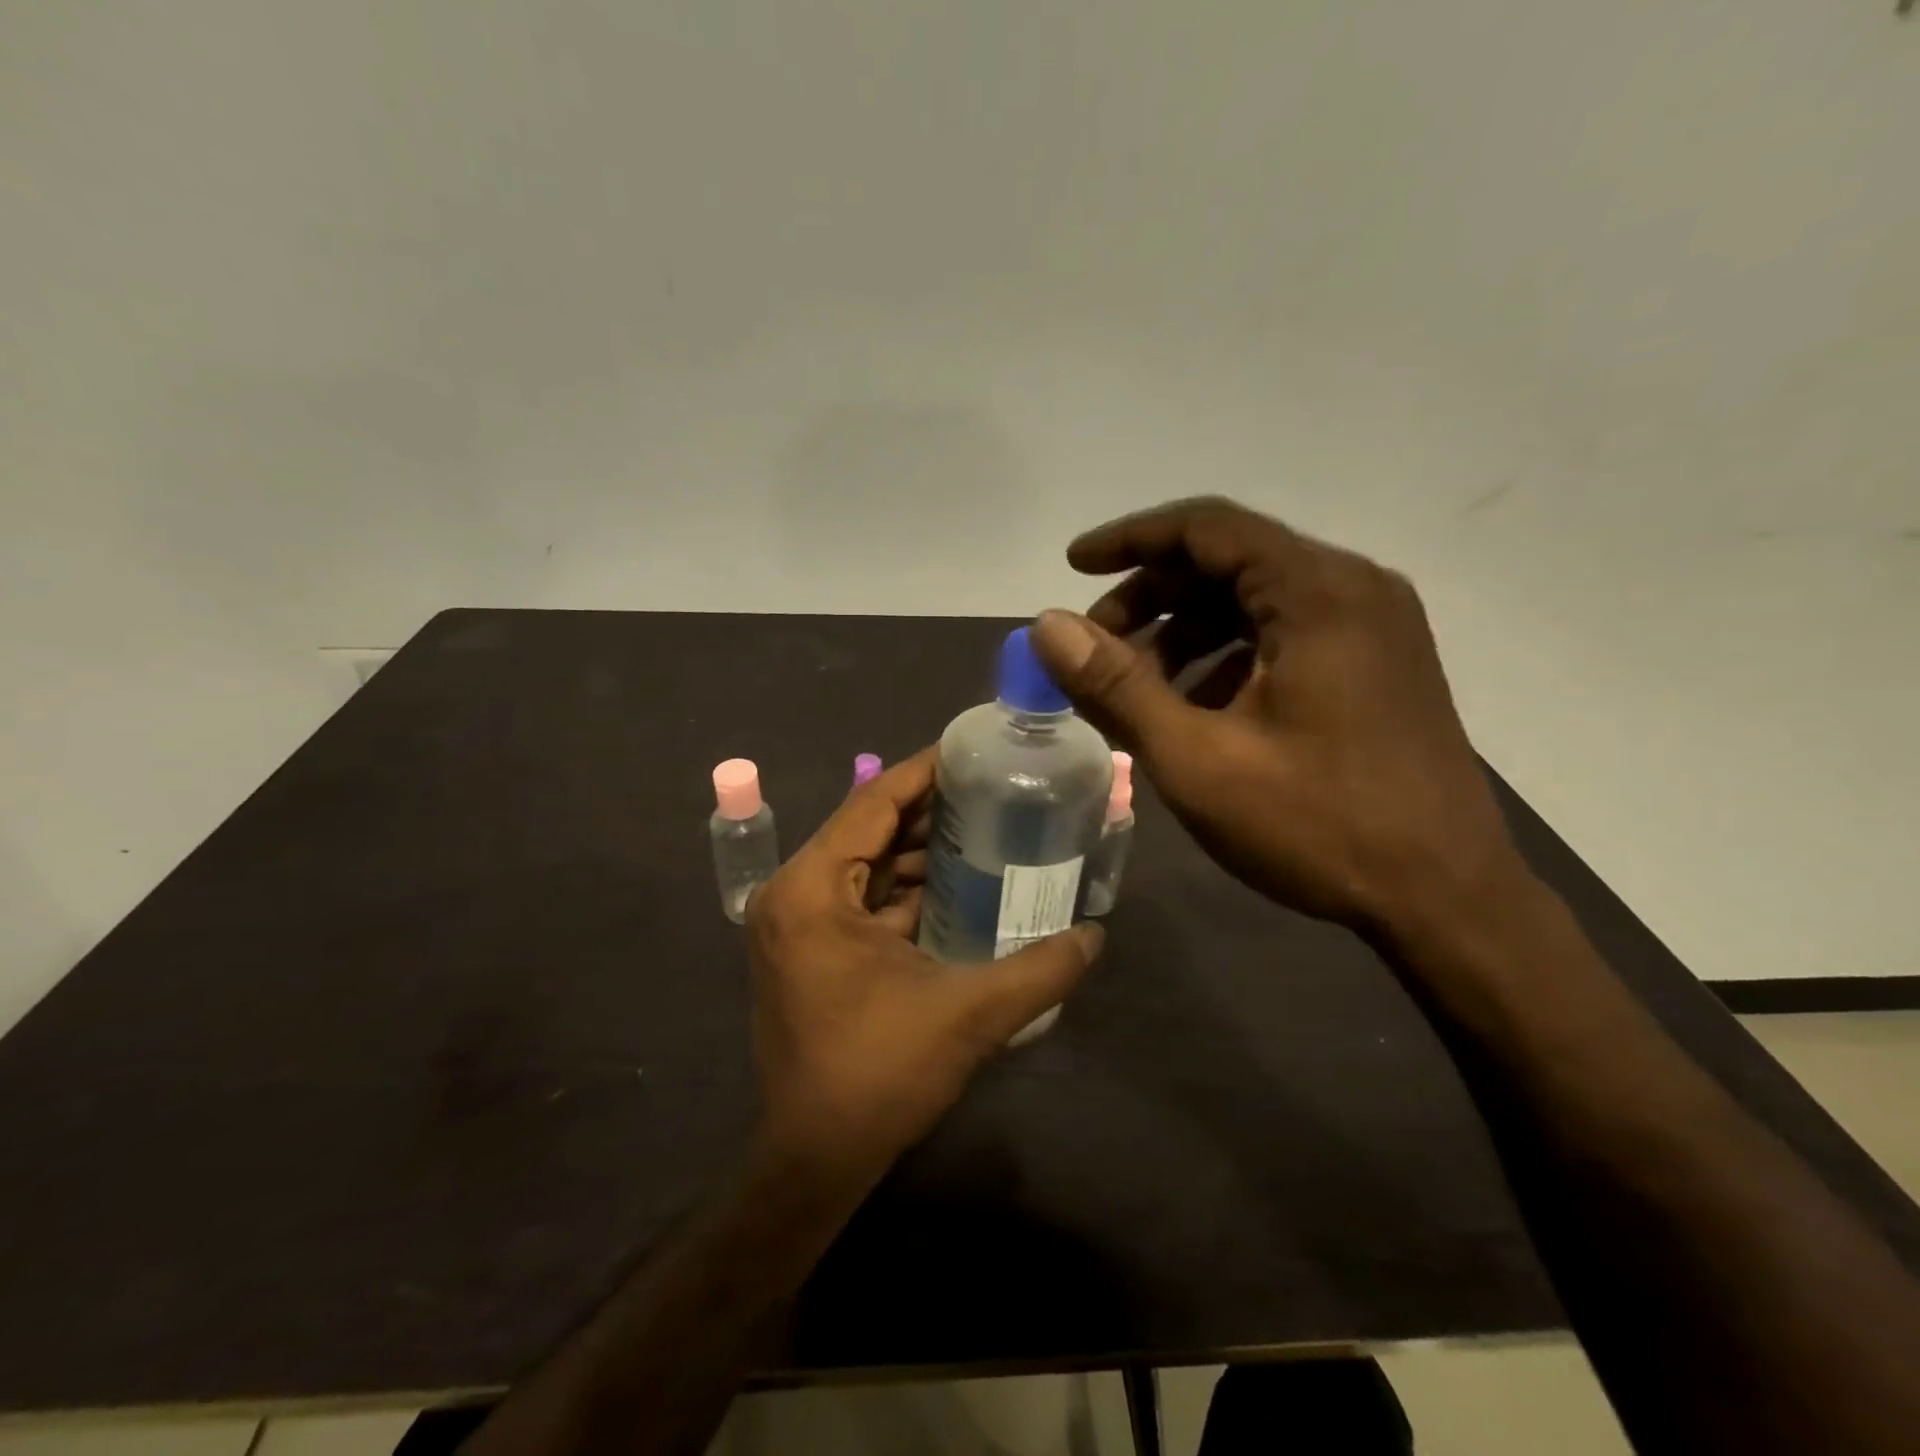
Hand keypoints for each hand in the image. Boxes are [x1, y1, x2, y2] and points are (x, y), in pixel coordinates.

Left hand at [745, 747, 1103, 1188]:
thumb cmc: (878, 1075)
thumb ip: (1040, 970)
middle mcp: (795, 893)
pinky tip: (958, 882)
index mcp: (812, 889)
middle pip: (869, 827)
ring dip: (921, 848)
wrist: (816, 1159)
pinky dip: (906, 886)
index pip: (873, 803)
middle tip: (992, 788)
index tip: (972, 749)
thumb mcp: (967, 1014)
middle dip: (930, 808)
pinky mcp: (811, 949)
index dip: (924, 771)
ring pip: (867, 863)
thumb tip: (1097, 935)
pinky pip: (863, 897)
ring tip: (986, 827)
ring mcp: (799, 923)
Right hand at [1030, 497, 1525, 933]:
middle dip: (1152, 596)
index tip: (1073, 565)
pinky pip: (1285, 633)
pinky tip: (1197, 708)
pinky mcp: (1378, 663)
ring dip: (1186, 630)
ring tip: (1139, 687)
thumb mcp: (1197, 759)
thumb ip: (1117, 686)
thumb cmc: (1318, 825)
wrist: (1446, 899)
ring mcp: (1374, 626)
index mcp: (1317, 593)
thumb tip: (1047, 625)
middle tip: (1097, 647)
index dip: (1130, 540)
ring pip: (1255, 599)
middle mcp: (1352, 589)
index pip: (1206, 527)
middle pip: (1229, 561)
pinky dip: (1228, 655)